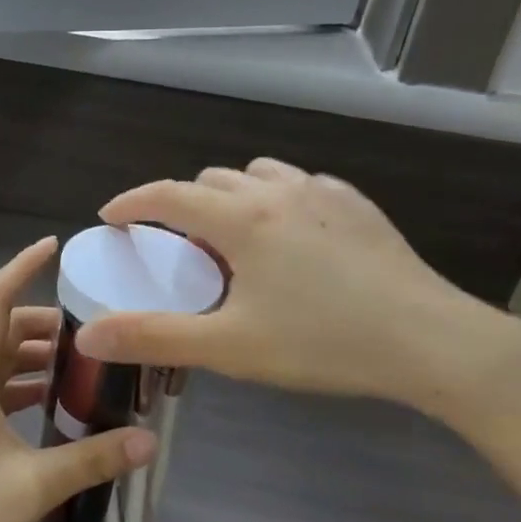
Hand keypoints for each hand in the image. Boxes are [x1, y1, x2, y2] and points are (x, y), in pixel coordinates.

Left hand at [0, 238, 156, 521]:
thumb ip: (92, 459)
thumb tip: (149, 440)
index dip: (19, 269)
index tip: (52, 247)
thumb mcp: (33, 486)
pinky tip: (55, 401)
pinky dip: (24, 383)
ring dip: (34, 353)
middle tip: (91, 324)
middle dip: (42, 320)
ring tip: (82, 359)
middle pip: (0, 330)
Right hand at [74, 159, 520, 422]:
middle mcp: (278, 190)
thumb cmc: (322, 343)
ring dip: (231, 196)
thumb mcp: (230, 347)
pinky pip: (300, 184)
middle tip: (177, 247)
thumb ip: (155, 336)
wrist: (430, 341)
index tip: (110, 218)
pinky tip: (291, 238)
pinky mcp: (357, 205)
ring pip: (258, 174)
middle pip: (210, 180)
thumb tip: (90, 335)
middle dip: (182, 204)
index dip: (131, 203)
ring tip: (233, 238)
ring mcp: (323, 192)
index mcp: (241, 219)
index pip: (167, 195)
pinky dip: (276, 199)